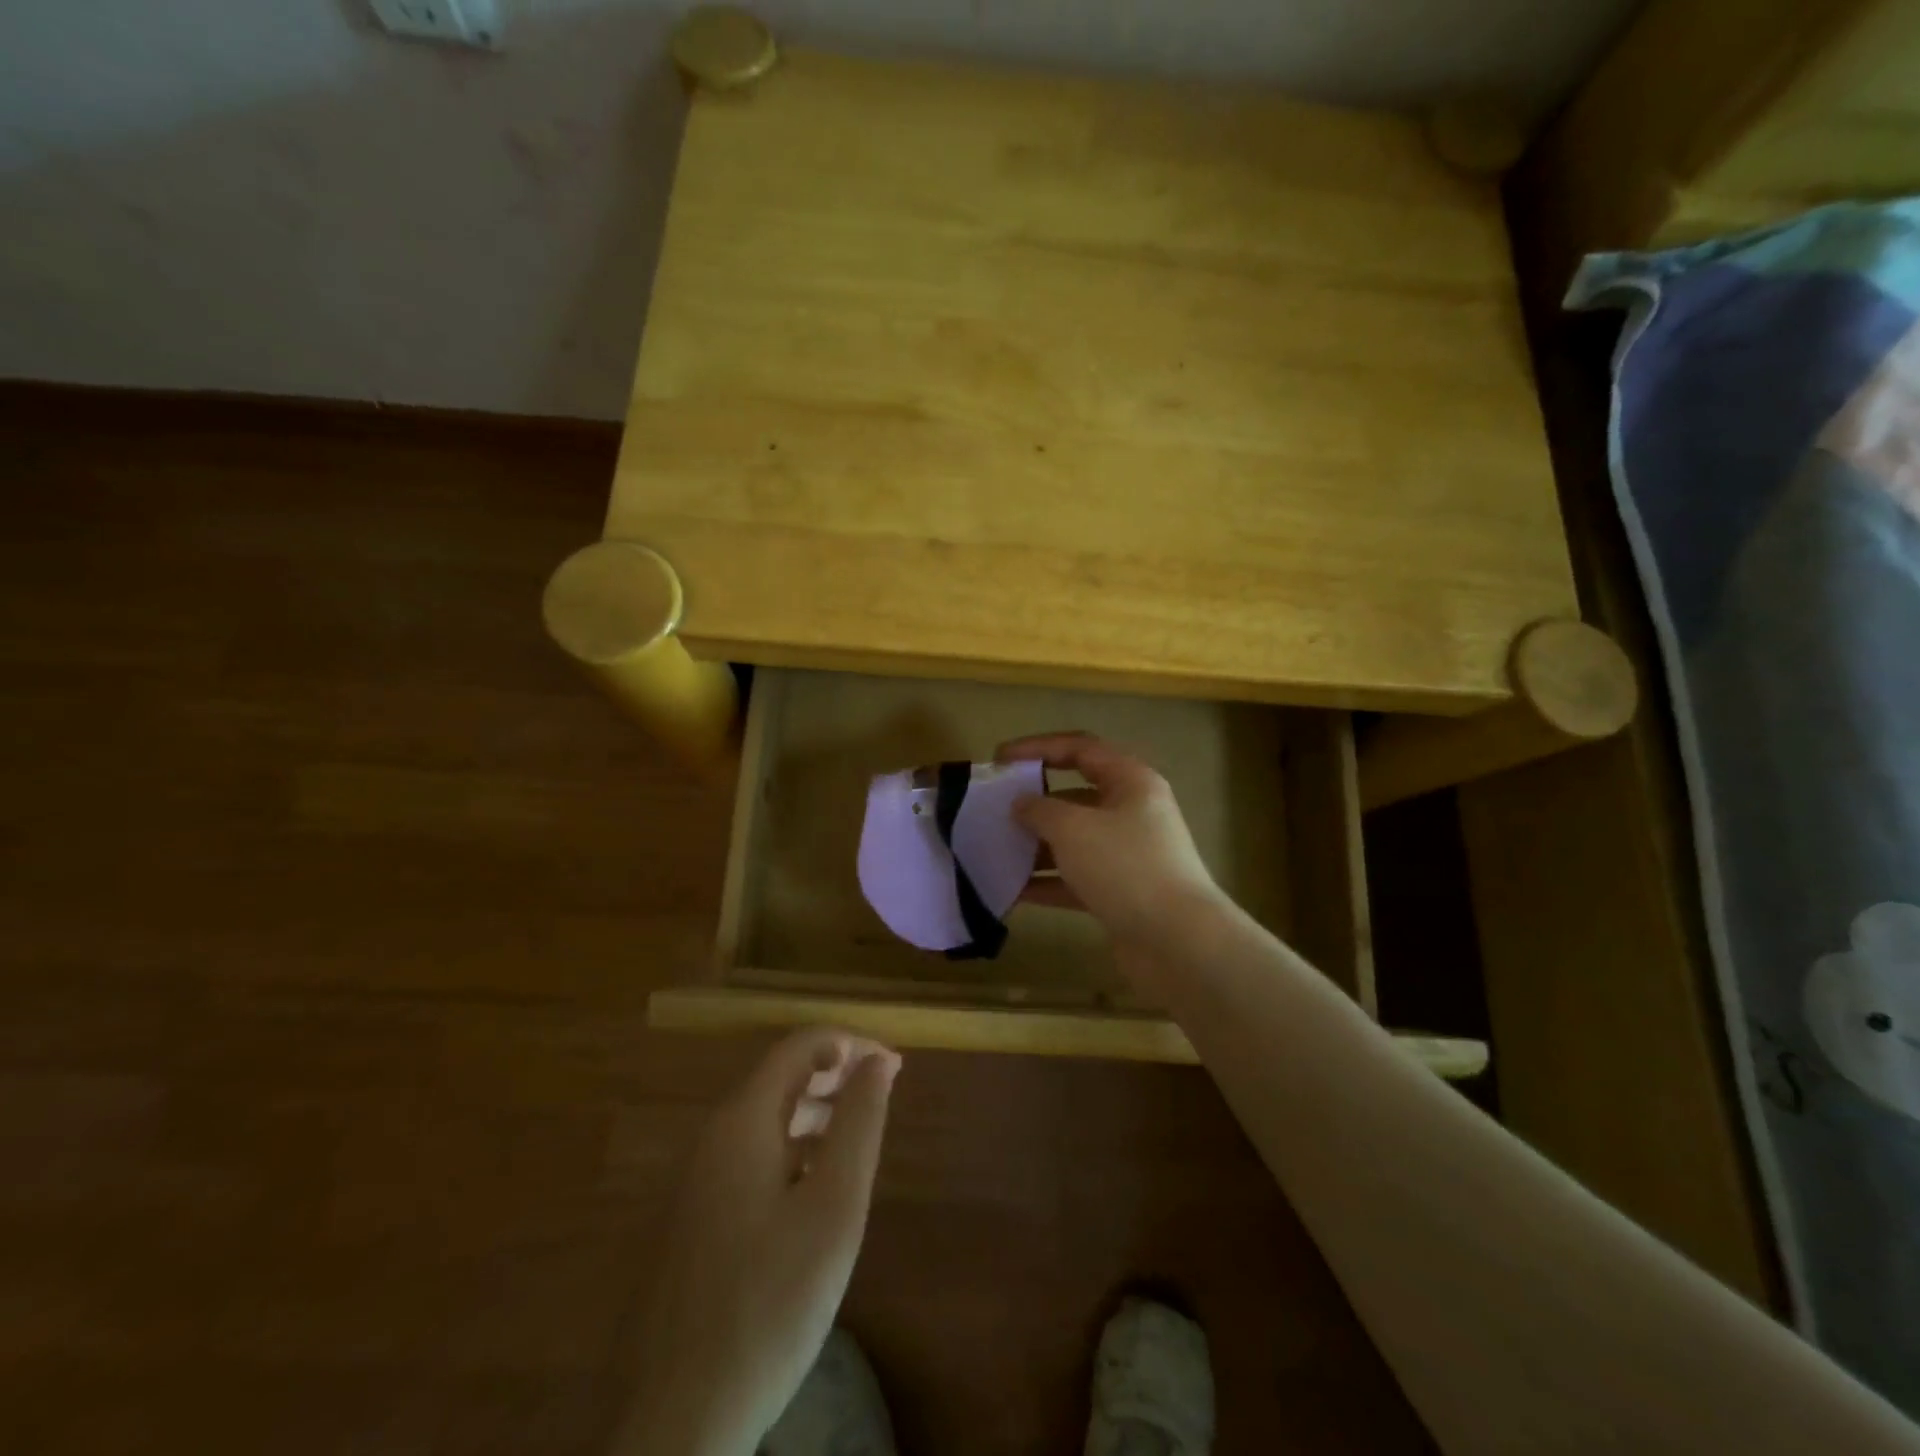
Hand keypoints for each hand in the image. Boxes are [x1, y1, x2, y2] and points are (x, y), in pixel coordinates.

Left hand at [621, 1028, 901, 1455]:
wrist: (677, 1418)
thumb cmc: (770, 1302)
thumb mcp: (834, 1207)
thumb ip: (859, 1123)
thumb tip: (878, 1060)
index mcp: (742, 1120)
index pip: (801, 1045)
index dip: (852, 1043)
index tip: (896, 1066)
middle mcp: (711, 1136)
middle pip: (780, 1077)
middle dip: (836, 1073)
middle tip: (884, 1095)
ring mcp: (695, 1179)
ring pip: (764, 1118)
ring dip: (815, 1110)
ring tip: (859, 1134)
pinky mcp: (693, 1218)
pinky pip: (750, 1156)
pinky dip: (791, 1148)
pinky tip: (815, 1187)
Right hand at [996, 731, 1227, 962]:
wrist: (1177, 942)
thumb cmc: (1125, 867)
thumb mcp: (1073, 829)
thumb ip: (1040, 810)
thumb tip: (1021, 804)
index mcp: (1130, 782)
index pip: (1080, 749)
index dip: (1038, 748)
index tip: (1000, 759)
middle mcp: (1132, 812)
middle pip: (1075, 795)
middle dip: (1034, 801)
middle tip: (994, 808)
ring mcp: (1128, 855)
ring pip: (1074, 840)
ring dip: (1036, 844)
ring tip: (995, 849)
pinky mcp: (1121, 893)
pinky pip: (1076, 877)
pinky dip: (1047, 881)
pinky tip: (1012, 889)